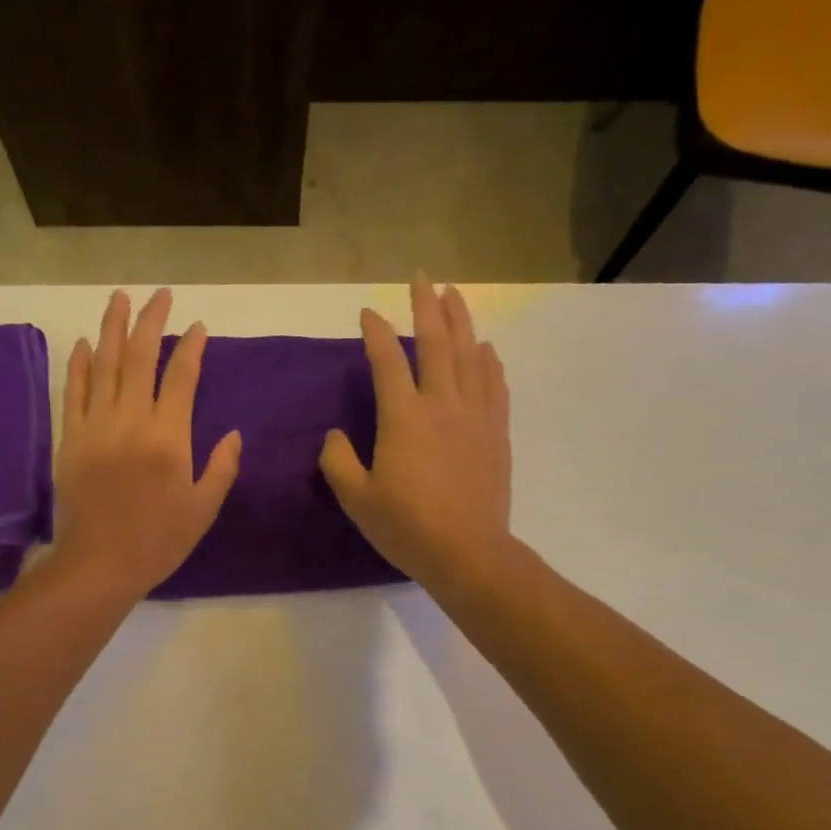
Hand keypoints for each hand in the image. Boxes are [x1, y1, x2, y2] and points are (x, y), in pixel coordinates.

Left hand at [52, 288, 241, 599]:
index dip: (192, 347)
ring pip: (105, 365)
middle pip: (140, 358)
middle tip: (159, 295)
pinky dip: (80, 364)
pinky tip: (87, 343)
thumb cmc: (158, 540)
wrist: (99, 564)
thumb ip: (222, 467)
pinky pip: (74, 391)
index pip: (182, 377)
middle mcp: (131, 420)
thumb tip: (235, 434)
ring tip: (120, 298)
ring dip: (113, 328)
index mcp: (169, 437)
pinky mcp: (71, 438)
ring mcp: (96, 426)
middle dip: (151, 322)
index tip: (198, 326)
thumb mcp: (204, 508)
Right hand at [319, 273, 511, 585]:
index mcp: (404, 417)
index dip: (375, 332)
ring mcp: (475, 415)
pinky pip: (493, 384)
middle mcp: (442, 404)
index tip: (366, 313)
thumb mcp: (356, 499)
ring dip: (461, 320)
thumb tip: (334, 436)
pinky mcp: (496, 432)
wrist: (468, 553)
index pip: (387, 360)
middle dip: (426, 305)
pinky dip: (487, 360)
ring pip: (470, 354)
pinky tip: (484, 348)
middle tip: (421, 276)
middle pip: (436, 342)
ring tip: (453, 295)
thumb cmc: (407, 527)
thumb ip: (338, 461)